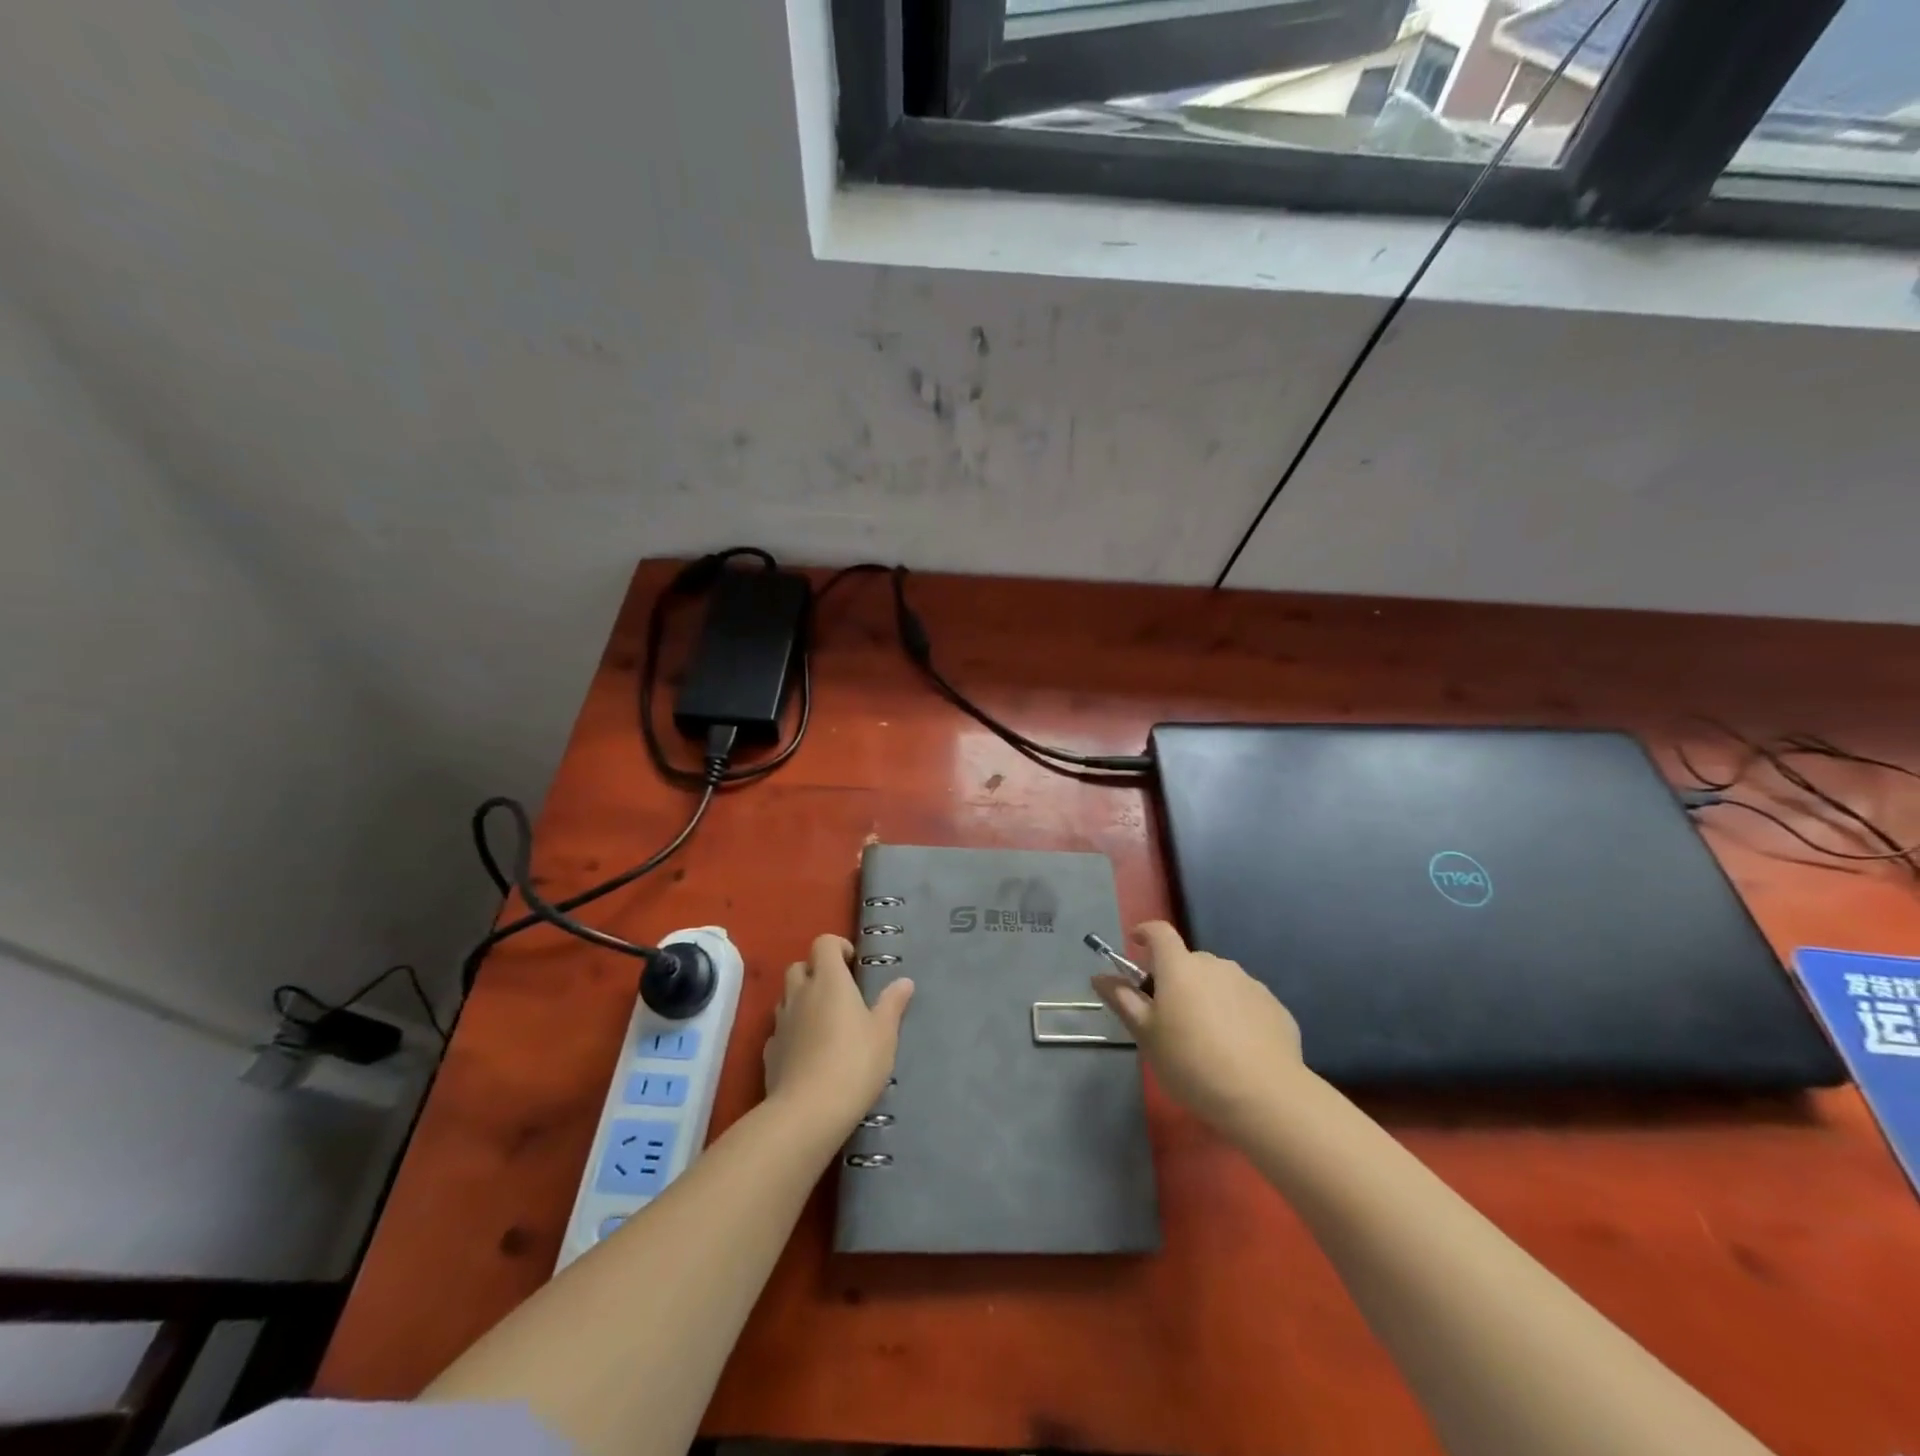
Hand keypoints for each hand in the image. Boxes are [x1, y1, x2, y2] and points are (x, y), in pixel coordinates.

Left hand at [764, 934, 913, 1131]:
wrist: (808, 1112)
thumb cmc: (854, 1063)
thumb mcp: (884, 1033)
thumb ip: (892, 1004)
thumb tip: (904, 981)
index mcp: (829, 981)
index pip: (824, 943)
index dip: (837, 947)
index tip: (852, 964)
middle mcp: (800, 993)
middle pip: (798, 966)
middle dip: (815, 972)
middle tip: (838, 993)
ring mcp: (780, 1023)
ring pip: (786, 997)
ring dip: (801, 1000)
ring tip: (824, 1022)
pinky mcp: (769, 1052)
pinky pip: (779, 1030)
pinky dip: (792, 1031)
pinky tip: (807, 1052)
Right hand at [1093, 920, 1302, 1133]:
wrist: (1264, 1096)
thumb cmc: (1192, 1063)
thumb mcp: (1147, 1036)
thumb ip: (1123, 1001)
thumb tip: (1099, 977)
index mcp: (1180, 967)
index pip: (1159, 931)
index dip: (1145, 933)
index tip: (1136, 945)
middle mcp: (1215, 965)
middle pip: (1188, 962)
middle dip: (1176, 979)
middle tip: (1169, 1015)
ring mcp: (1249, 983)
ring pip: (1218, 981)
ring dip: (1207, 996)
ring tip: (1206, 1037)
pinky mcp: (1274, 1006)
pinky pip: (1245, 1001)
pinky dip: (1235, 1014)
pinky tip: (1236, 1048)